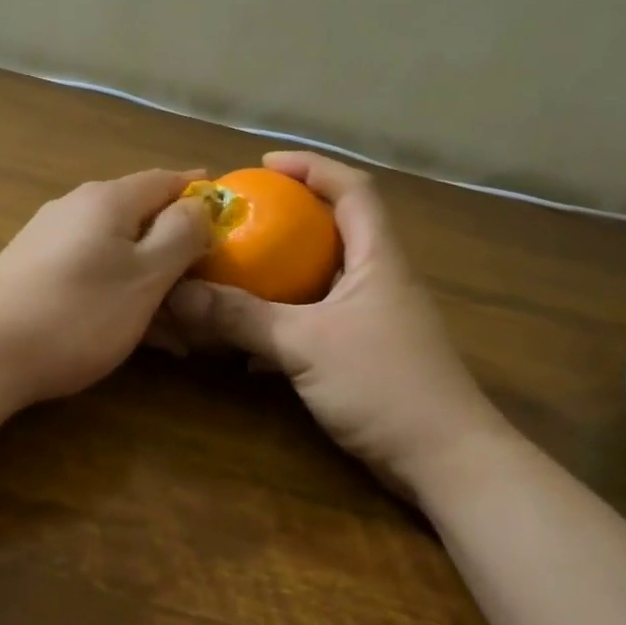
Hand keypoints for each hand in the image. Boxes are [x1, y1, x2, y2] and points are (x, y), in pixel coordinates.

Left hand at [0, 169, 211, 405]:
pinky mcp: (29, 270)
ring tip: (175, 326)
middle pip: (139, 216)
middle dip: (176, 249)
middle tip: (205, 286)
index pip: (166, 180)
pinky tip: (128, 329)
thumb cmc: (77, 313)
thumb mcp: (145, 276)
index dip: (200, 195)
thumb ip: (181, 234)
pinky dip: (116, 292)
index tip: (229, 218)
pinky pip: (88, 271)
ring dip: (148, 280)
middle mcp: (74, 208)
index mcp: (107, 199)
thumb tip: (199, 203)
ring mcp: (47, 239)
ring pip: (114, 250)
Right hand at [162, 152, 502, 492]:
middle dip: (288, 219)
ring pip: (322, 281)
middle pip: (335, 230)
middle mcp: (379, 280)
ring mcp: (375, 320)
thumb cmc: (384, 384)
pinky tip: (249, 345)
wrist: (445, 460)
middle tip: (239, 222)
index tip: (263, 164)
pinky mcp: (367, 355)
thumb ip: (242, 317)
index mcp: (377, 259)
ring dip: (281, 275)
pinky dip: (284, 323)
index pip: (352, 189)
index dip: (311, 167)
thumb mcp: (305, 344)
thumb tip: (180, 293)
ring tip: (235, 275)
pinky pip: (317, 322)